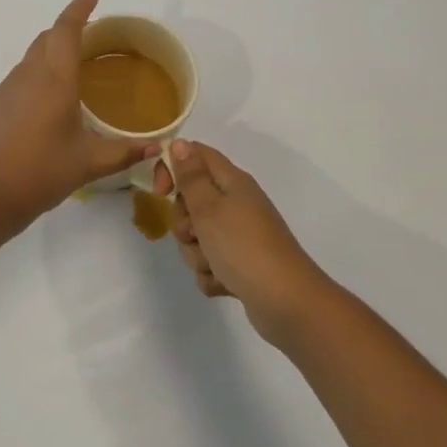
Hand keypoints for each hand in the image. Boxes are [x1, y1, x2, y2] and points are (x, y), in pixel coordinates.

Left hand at [0, 0, 153, 226]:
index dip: (80, 8)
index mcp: (55, 80)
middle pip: (46, 39)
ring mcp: (5, 90)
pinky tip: (45, 106)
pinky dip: (36, 78)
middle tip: (91, 38)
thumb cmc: (41, 173)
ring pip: (30, 59)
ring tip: (72, 74)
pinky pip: (18, 80)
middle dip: (67, 29)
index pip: (66, 29)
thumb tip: (157, 147)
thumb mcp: (89, 163)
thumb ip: (125, 152)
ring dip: (50, 54)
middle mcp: (27, 76)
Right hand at [156, 140, 335, 343]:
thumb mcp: (209, 207)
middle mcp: (236, 204)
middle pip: (191, 202)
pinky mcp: (240, 265)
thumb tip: (180, 143)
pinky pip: (210, 264)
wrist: (286, 302)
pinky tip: (225, 284)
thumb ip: (191, 176)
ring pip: (197, 237)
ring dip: (197, 254)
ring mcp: (239, 236)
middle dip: (184, 224)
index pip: (195, 156)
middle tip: (196, 234)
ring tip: (215, 265)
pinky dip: (212, 275)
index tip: (160, 192)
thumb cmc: (243, 247)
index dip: (172, 168)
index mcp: (232, 182)